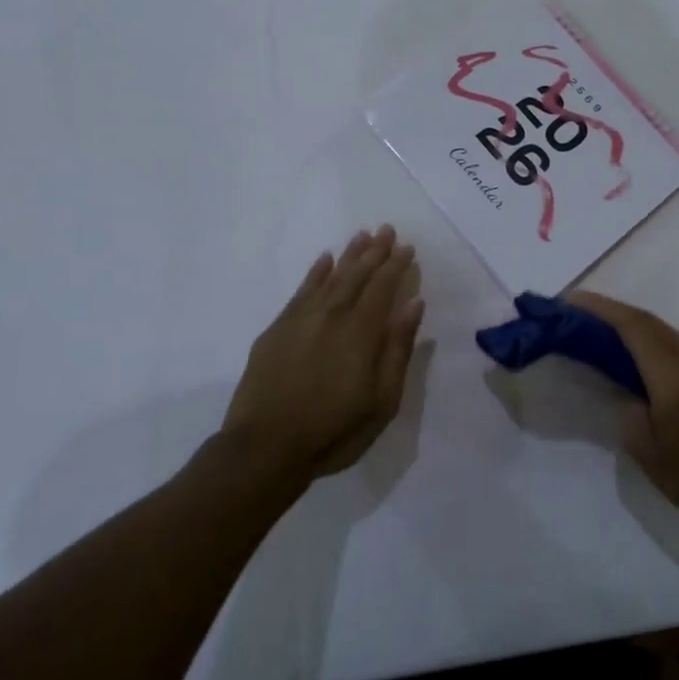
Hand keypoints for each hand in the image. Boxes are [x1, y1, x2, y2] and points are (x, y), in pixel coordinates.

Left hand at [219, 227, 423, 489]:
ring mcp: (300, 320)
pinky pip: (301, 291)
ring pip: (329, 277)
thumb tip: (413, 304)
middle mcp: (332, 316)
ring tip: (362, 236)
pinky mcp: (277, 330)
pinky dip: (315, 272)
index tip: (407, 247)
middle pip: (357, 275)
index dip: (395, 266)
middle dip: (374, 252)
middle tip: (386, 229)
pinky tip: (324, 260)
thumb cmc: (333, 432)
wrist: (264, 450)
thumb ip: (398, 348)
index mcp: (361, 332)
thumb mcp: (382, 401)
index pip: (382, 287)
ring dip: (348, 255)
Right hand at [570, 291, 678, 532]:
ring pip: (666, 331)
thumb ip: (628, 406)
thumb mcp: (646, 450)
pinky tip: (637, 353)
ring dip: (633, 326)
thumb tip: (623, 383)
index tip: (571, 300)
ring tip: (601, 330)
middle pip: (650, 322)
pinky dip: (653, 341)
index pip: (635, 327)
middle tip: (578, 313)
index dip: (601, 309)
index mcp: (678, 377)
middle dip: (612, 312)